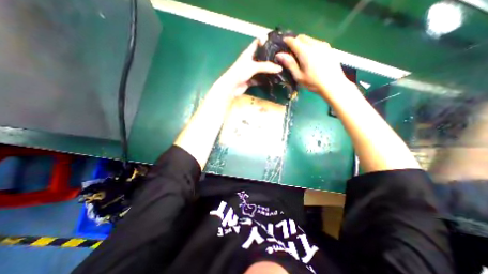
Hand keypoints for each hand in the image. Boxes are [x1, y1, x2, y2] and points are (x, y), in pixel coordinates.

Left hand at [216, 39, 282, 97]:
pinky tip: (273, 80)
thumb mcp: (253, 67)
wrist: (231, 87)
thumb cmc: (240, 72)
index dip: (266, 40)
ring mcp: (250, 71)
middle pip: (261, 57)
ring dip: (268, 70)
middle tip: (282, 57)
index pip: (258, 43)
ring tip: (280, 68)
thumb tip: (280, 68)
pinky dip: (265, 80)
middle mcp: (250, 61)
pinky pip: (260, 79)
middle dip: (270, 57)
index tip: (277, 41)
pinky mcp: (251, 80)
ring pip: (261, 69)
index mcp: (249, 53)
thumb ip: (266, 67)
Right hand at [277, 35, 353, 99]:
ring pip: (309, 39)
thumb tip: (279, 54)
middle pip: (302, 37)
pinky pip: (316, 42)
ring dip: (302, 43)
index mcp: (306, 52)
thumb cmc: (313, 83)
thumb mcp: (298, 76)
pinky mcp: (329, 48)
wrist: (333, 84)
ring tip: (300, 55)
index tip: (282, 44)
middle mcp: (315, 44)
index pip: (294, 41)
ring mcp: (323, 45)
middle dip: (294, 41)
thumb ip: (289, 64)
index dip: (287, 41)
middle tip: (290, 52)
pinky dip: (310, 45)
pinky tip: (310, 56)